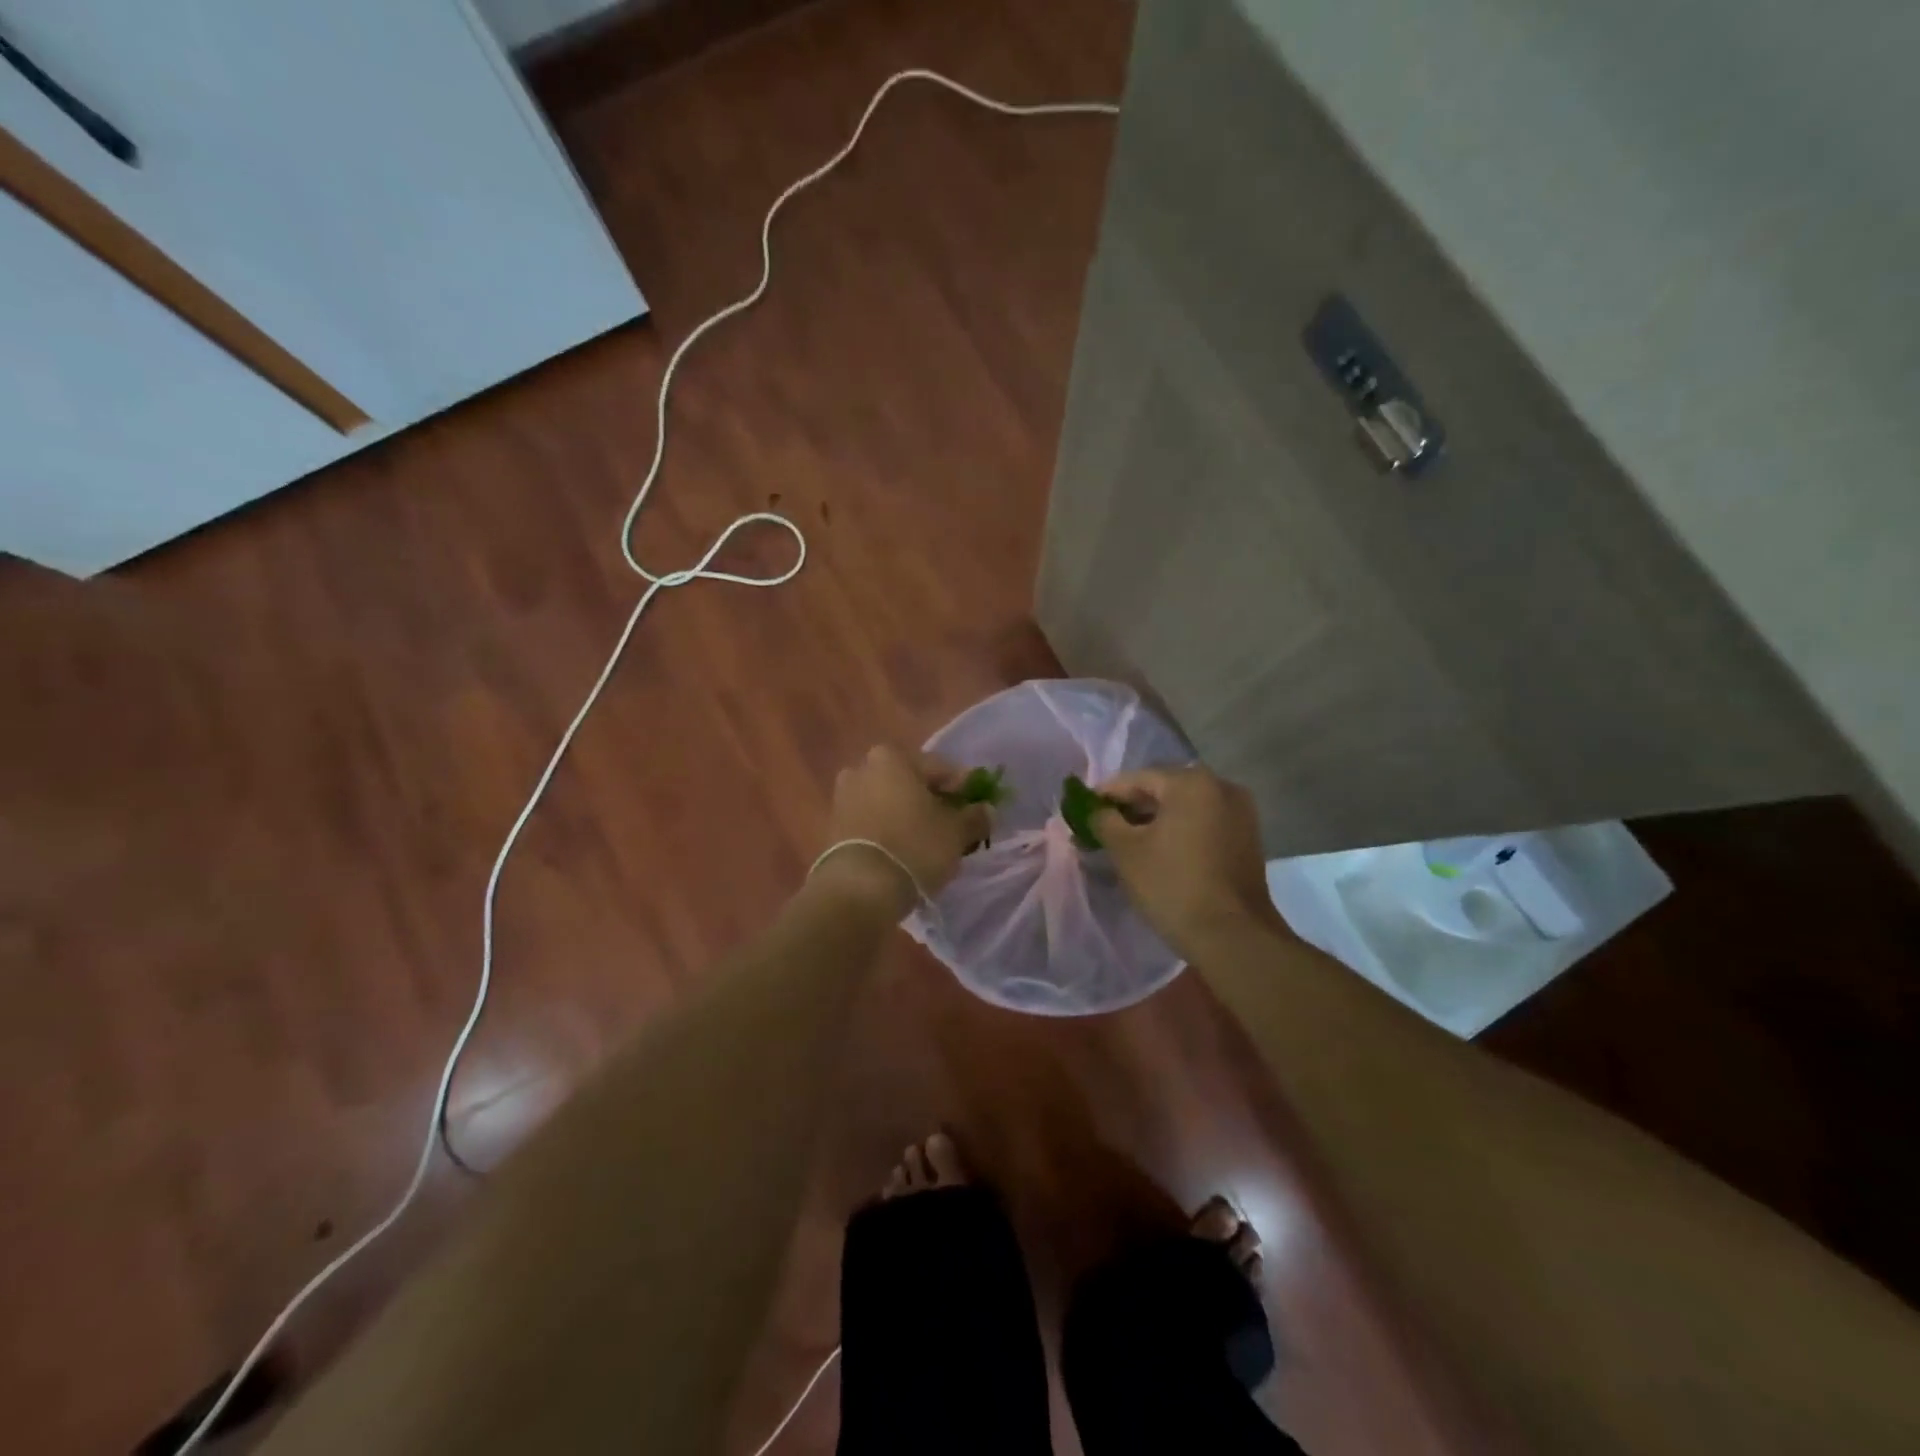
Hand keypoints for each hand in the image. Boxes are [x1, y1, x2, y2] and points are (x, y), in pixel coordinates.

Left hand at [813, 745, 990, 912]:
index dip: (962, 787)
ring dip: (908, 815)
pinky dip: (889, 830)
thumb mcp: (956, 832)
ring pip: (889, 802)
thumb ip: (974, 817)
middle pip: (909, 782)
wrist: (859, 888)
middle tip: (953, 824)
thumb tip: (986, 810)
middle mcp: (862, 768)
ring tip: (928, 841)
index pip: (939, 767)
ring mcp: (843, 797)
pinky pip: (871, 821)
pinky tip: (904, 850)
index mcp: (892, 758)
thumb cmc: (914, 847)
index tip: (977, 807)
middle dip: (931, 800)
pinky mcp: (834, 827)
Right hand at [1092, 766, 1284, 960]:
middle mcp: (1222, 787)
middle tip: (1103, 828)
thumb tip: (1096, 811)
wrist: (1233, 936)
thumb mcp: (1125, 851)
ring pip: (1185, 808)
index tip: (1084, 811)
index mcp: (1192, 782)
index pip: (1137, 779)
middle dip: (1132, 808)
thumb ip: (1103, 821)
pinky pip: (1203, 823)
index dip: (1106, 794)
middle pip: (1164, 789)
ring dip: (1155, 820)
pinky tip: (1159, 851)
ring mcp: (1240, 813)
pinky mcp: (1248, 838)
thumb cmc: (1173, 885)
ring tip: (1128, 843)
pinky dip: (1179, 831)